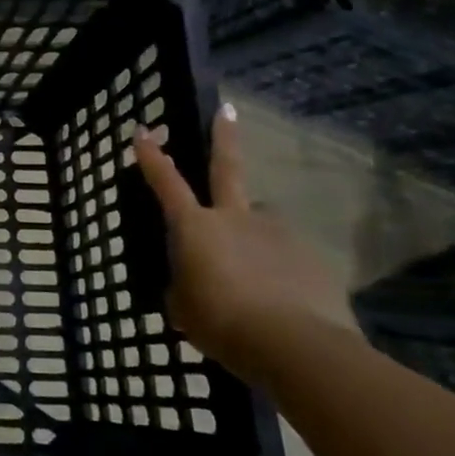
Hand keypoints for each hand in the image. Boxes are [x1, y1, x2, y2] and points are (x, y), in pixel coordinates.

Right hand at [133, 104, 355, 376]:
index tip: (143, 131)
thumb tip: (193, 282)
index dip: (151, 157)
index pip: (166, 183)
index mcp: (195, 227)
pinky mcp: (311, 257)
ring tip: (255, 272)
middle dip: (224, 137)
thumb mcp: (184, 309)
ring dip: (254, 236)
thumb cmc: (222, 323)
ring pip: (260, 223)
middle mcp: (235, 218)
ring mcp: (276, 233)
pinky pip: (286, 256)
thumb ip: (184, 286)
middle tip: (228, 109)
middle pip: (226, 167)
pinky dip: (279, 269)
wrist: (294, 346)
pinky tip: (282, 298)